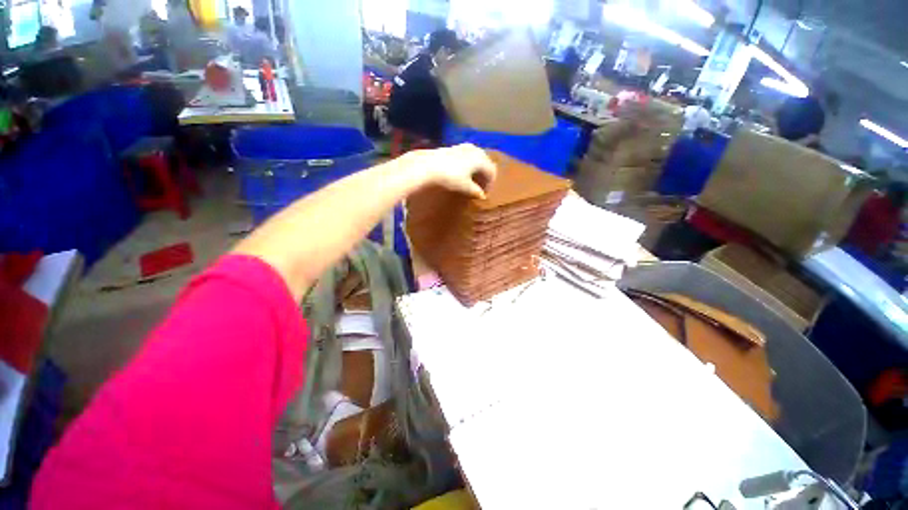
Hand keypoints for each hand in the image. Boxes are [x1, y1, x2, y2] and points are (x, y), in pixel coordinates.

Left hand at [405, 144, 496, 198]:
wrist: (428, 166)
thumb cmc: (450, 177)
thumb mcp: (465, 187)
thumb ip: (476, 191)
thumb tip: (482, 195)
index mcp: (481, 159)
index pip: (491, 171)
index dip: (490, 183)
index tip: (484, 193)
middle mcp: (475, 150)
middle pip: (485, 162)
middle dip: (484, 174)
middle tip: (480, 186)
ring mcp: (463, 147)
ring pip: (476, 157)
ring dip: (476, 168)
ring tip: (471, 179)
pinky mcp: (453, 147)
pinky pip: (466, 156)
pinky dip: (468, 164)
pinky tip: (461, 172)